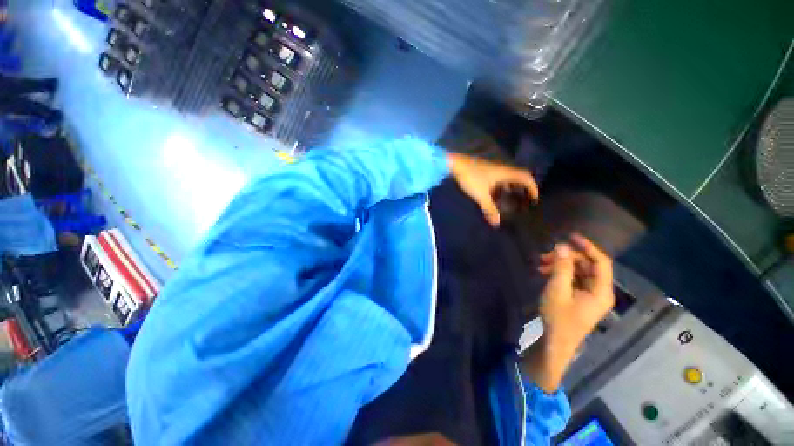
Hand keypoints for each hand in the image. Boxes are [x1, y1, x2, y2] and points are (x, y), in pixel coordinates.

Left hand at [447, 152, 537, 226]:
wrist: (454, 164)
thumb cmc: (471, 178)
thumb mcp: (481, 195)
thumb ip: (489, 209)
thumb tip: (497, 223)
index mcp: (505, 173)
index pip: (526, 177)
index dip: (533, 187)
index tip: (534, 199)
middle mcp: (501, 169)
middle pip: (518, 177)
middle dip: (522, 188)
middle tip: (522, 201)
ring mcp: (492, 169)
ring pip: (506, 178)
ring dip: (510, 188)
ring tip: (509, 200)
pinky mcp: (484, 170)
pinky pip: (498, 179)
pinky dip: (500, 186)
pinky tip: (493, 195)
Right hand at [538, 234, 615, 355]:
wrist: (555, 342)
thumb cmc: (558, 317)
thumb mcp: (557, 290)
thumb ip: (561, 267)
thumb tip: (562, 246)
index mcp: (601, 291)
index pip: (601, 262)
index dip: (588, 247)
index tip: (570, 237)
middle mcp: (599, 291)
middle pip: (588, 266)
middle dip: (567, 258)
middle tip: (545, 255)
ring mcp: (590, 296)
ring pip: (579, 273)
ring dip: (561, 266)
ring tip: (540, 265)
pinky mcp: (581, 299)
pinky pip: (574, 280)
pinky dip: (560, 274)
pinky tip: (544, 273)